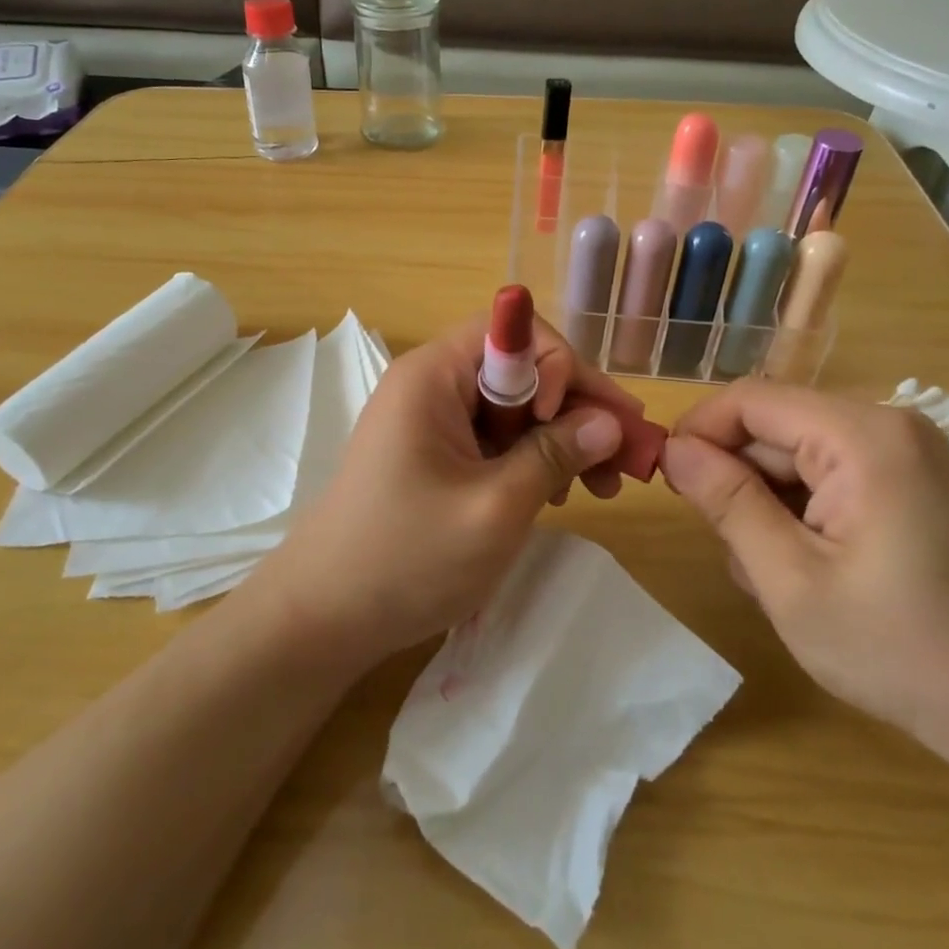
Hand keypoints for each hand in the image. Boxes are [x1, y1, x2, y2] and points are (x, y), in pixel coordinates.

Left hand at [247, 315, 642, 671]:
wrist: (323, 618)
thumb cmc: (407, 558)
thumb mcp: (495, 508)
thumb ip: (555, 455)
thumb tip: (609, 421)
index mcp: (432, 376)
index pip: (512, 330)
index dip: (560, 364)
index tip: (584, 422)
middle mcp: (430, 385)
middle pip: (519, 369)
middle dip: (575, 407)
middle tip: (625, 459)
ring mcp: (429, 422)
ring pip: (513, 408)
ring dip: (561, 437)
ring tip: (601, 487)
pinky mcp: (433, 456)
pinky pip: (494, 439)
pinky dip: (531, 459)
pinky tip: (560, 494)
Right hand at [661, 381, 948, 819]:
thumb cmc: (901, 651)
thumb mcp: (790, 581)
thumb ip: (727, 503)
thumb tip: (673, 449)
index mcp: (862, 437)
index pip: (750, 399)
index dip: (698, 431)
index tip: (668, 483)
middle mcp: (885, 426)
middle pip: (772, 427)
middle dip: (737, 482)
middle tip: (732, 553)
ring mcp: (901, 454)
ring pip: (792, 456)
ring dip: (765, 506)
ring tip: (776, 577)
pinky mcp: (906, 482)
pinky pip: (825, 476)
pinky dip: (798, 515)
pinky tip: (807, 570)